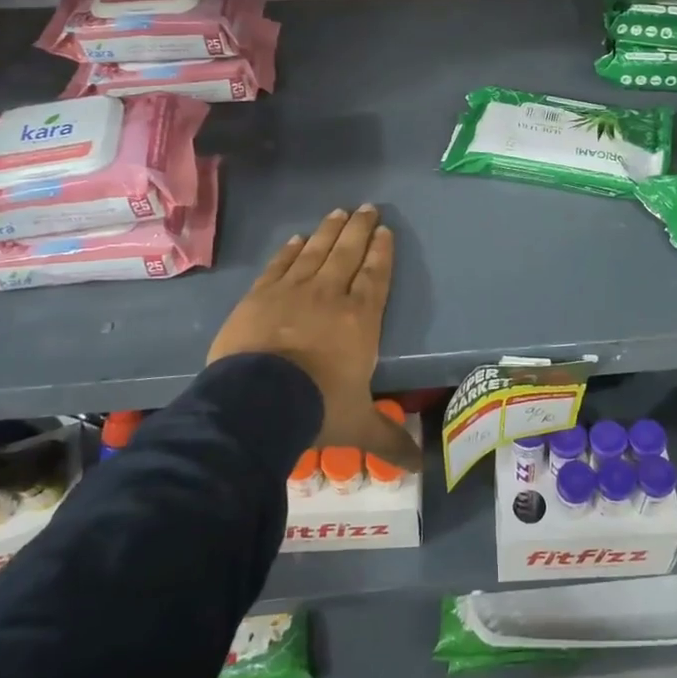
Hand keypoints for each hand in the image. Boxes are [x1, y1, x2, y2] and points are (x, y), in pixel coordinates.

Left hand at [208, 205, 420, 470]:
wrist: (257, 400)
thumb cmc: (317, 407)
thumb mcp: (358, 425)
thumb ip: (388, 440)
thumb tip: (419, 470)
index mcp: (360, 319)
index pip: (375, 277)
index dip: (381, 253)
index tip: (385, 231)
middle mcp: (330, 296)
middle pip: (348, 253)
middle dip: (360, 229)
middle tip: (368, 207)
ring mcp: (293, 291)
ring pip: (317, 251)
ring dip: (330, 230)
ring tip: (339, 212)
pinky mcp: (260, 295)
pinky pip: (281, 265)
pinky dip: (291, 250)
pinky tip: (298, 239)